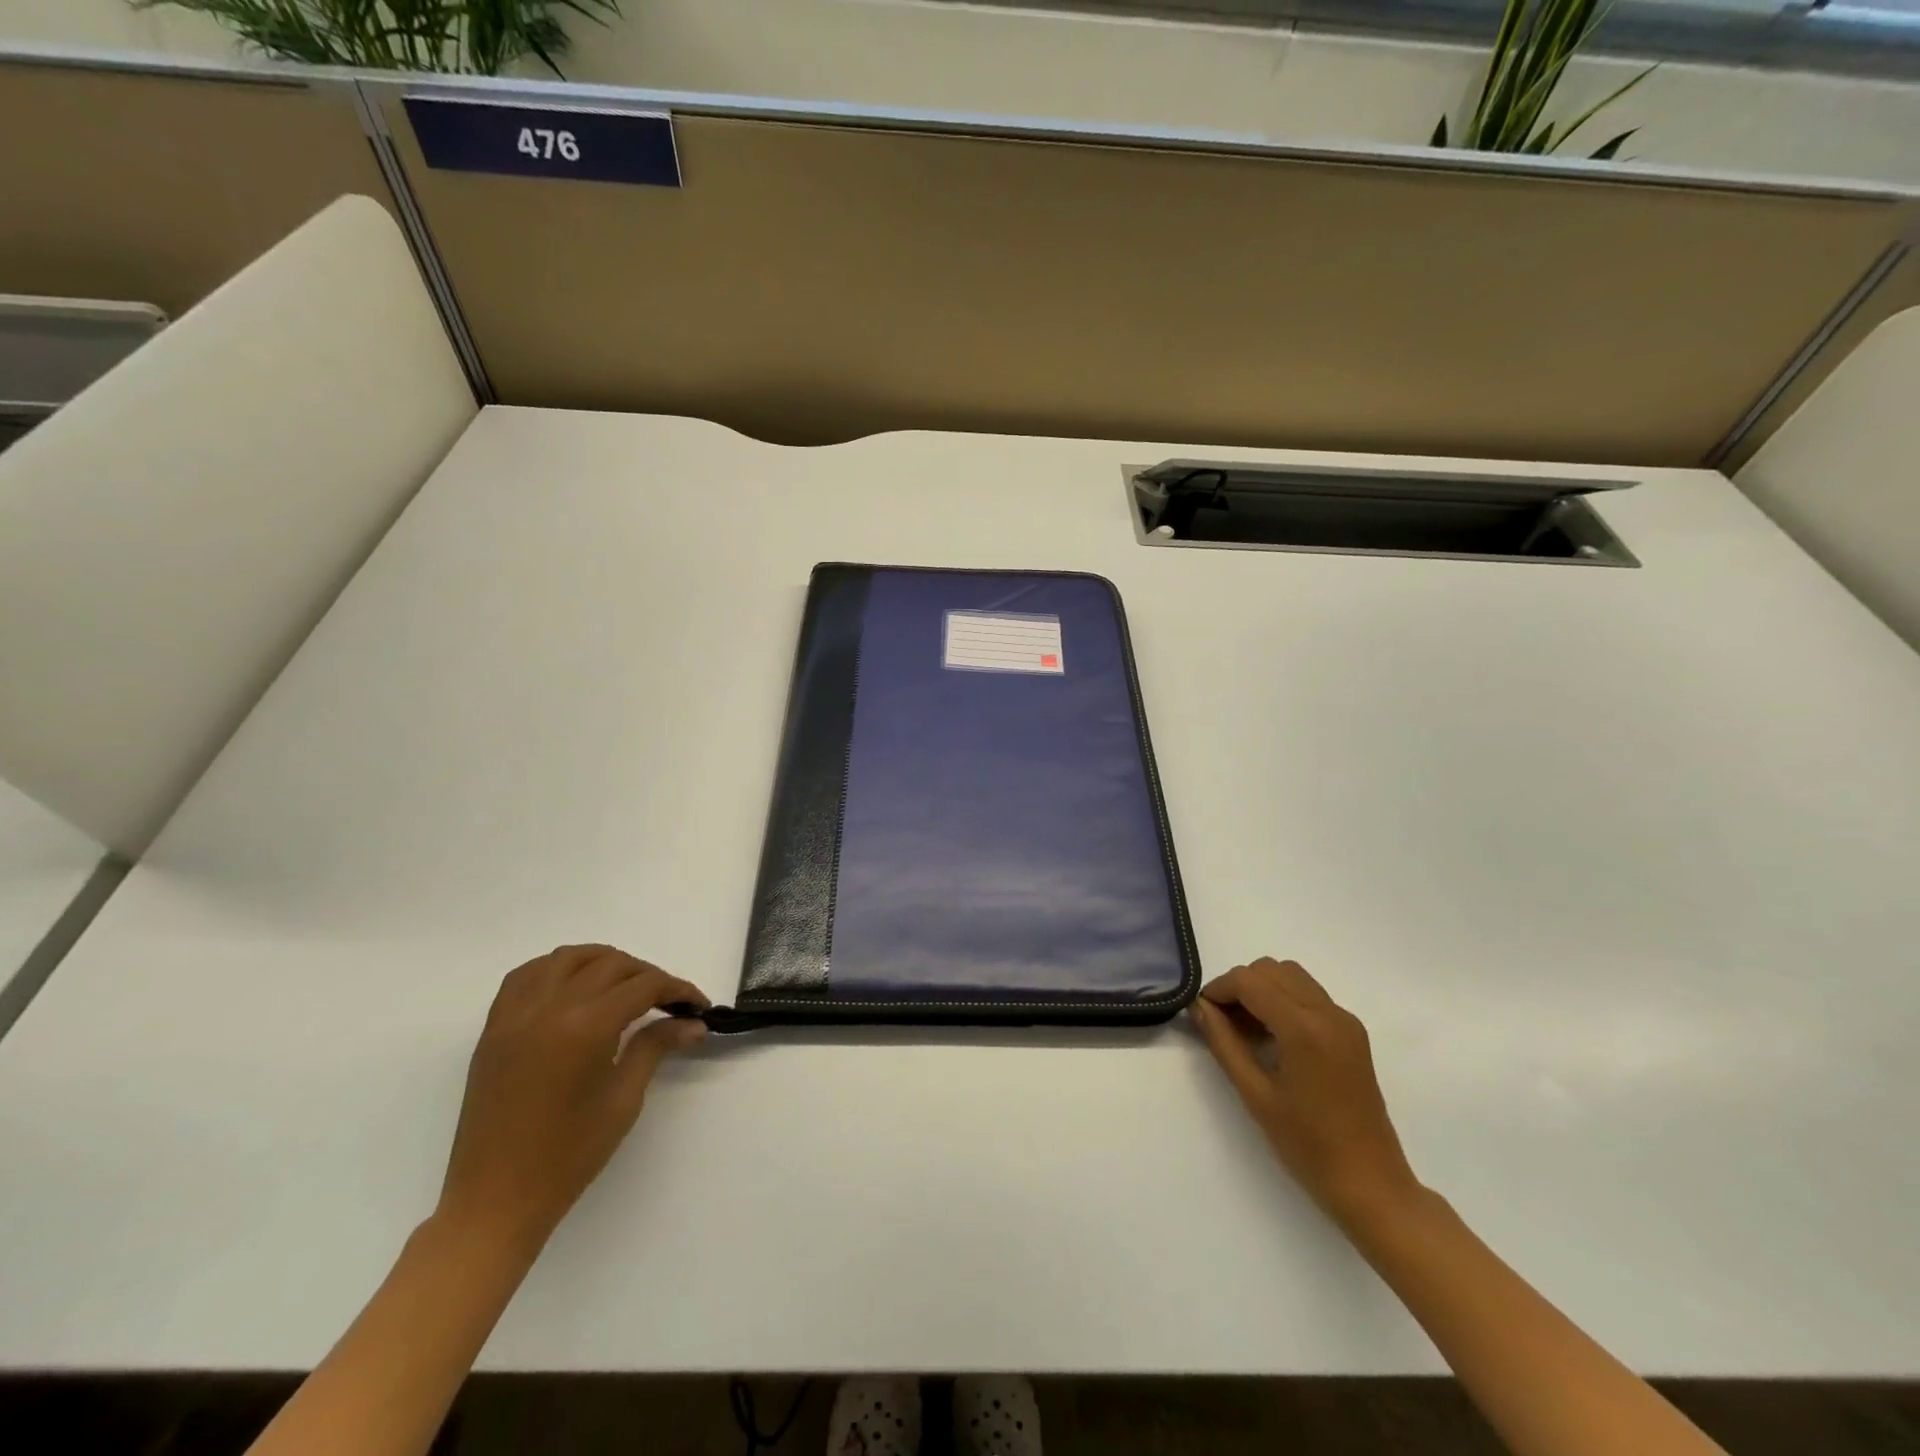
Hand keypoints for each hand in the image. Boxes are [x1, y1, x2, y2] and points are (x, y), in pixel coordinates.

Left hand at [438, 945, 708, 1251]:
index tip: (698, 1005)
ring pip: (568, 958)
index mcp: (586, 1026)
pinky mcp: (494, 1028)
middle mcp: (550, 1007)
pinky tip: (574, 987)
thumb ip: (656, 1047)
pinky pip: (526, 976)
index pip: (644, 985)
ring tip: (624, 986)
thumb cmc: (569, 1155)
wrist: (495, 1201)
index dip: (678, 989)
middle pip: (611, 964)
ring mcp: (516, 1015)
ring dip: (603, 962)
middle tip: (668, 1002)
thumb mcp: (623, 1099)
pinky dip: (556, 969)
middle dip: (647, 975)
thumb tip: (693, 1023)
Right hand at [1191, 957, 1420, 1231]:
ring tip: (1246, 1030)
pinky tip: (1272, 1038)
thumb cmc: (1308, 1145)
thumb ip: (1224, 1043)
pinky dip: (1283, 1001)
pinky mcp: (1352, 1033)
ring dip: (1262, 990)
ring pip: (1291, 977)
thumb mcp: (1255, 1094)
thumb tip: (1199, 1008)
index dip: (1219, 989)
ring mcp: (1345, 1021)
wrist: (1371, 1184)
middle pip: (1271, 970)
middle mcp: (1328, 1013)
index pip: (1250, 981)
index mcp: (1304, 1028)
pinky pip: (1309, 996)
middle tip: (1222, 1022)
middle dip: (1240, 986)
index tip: (1201, 1013)